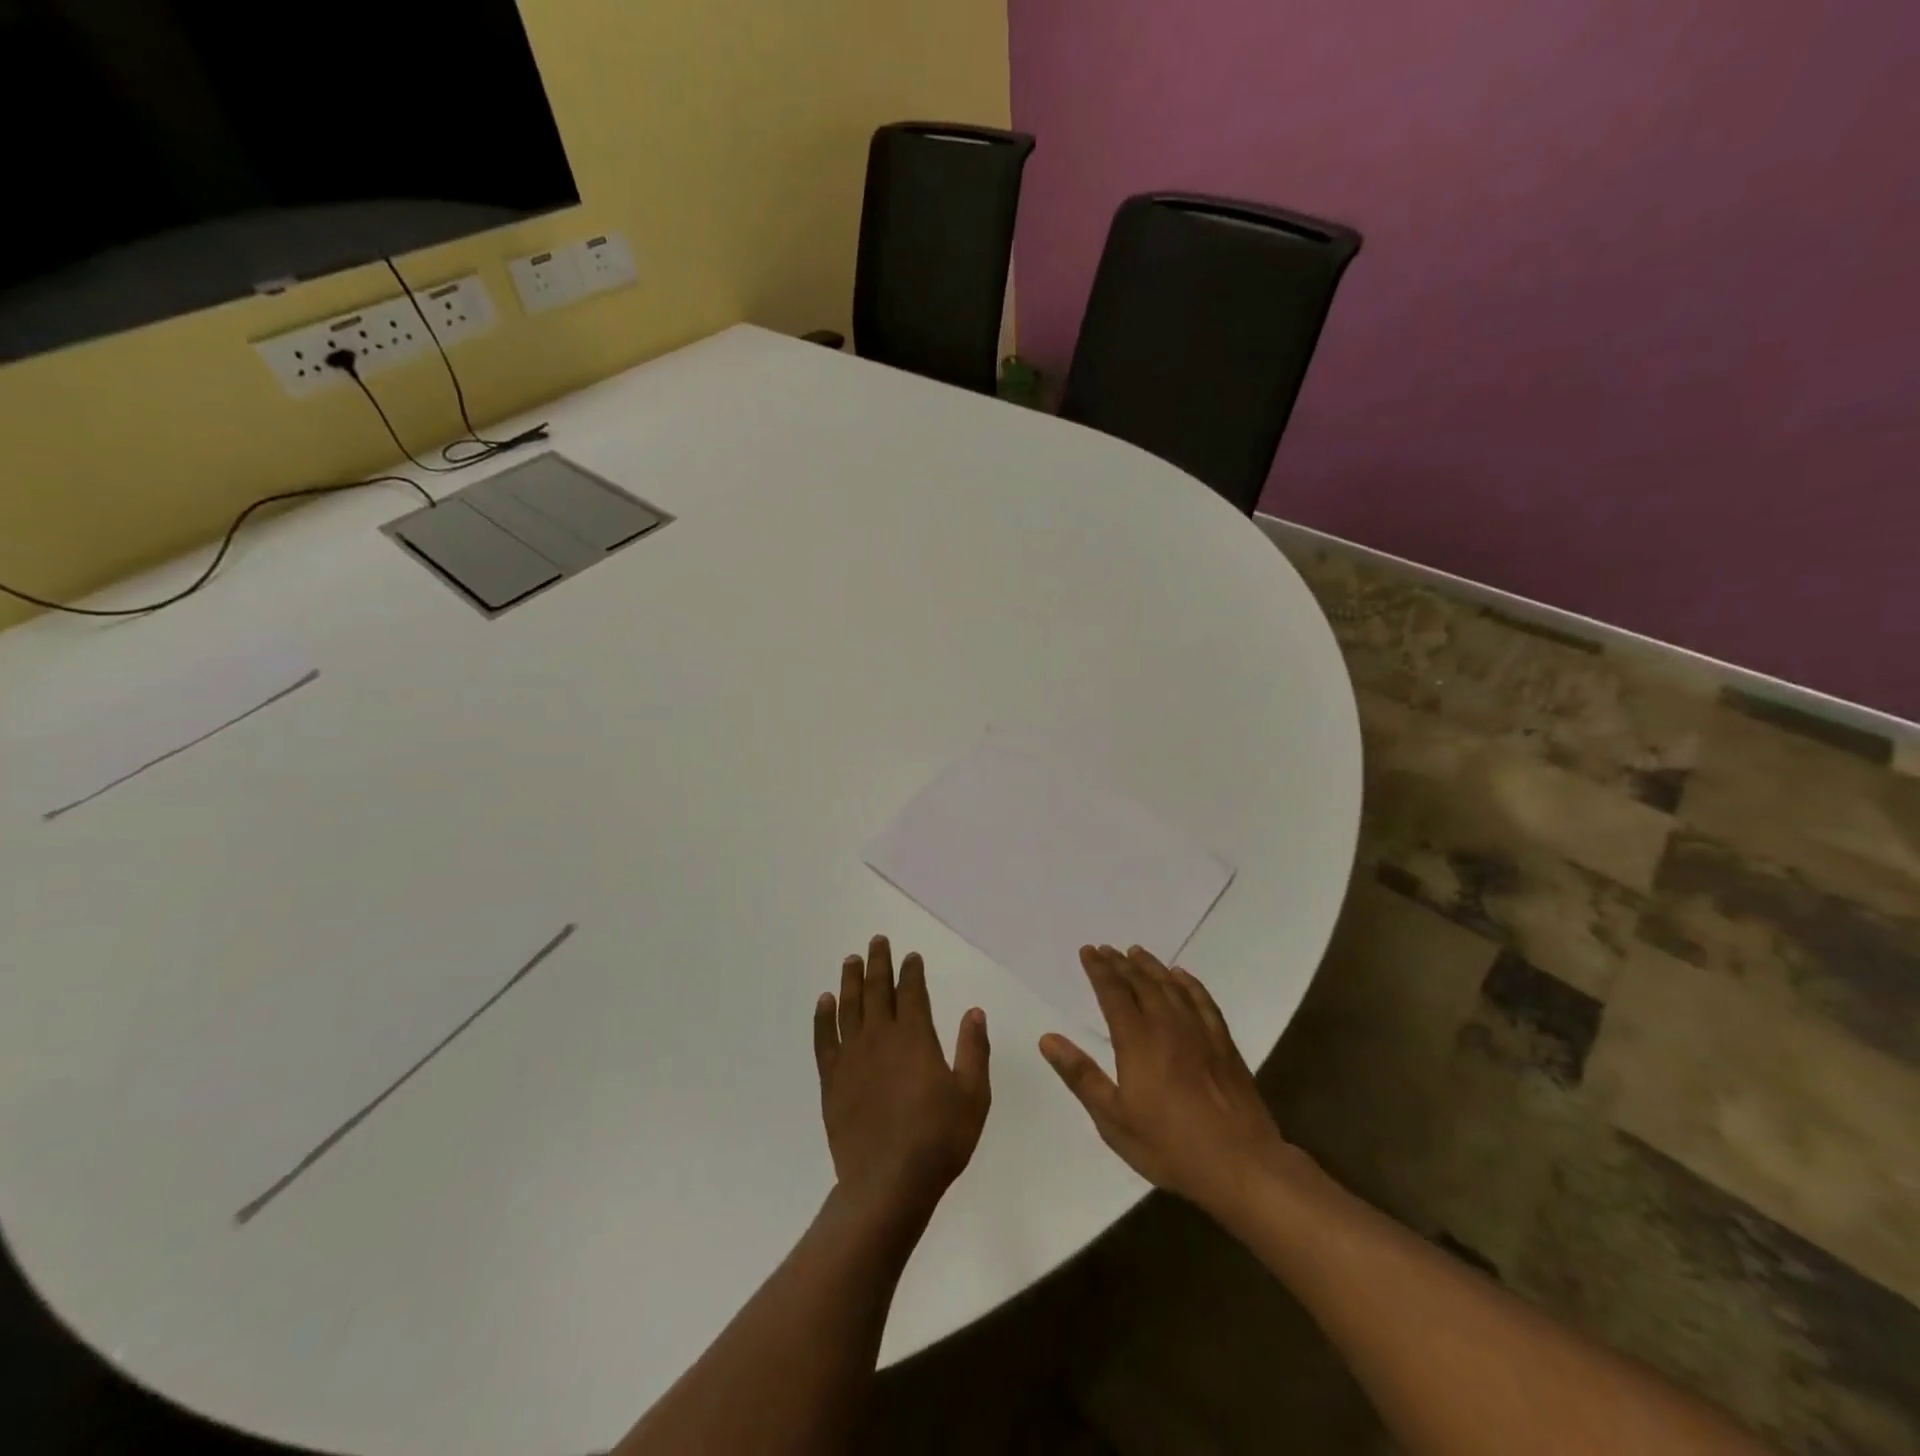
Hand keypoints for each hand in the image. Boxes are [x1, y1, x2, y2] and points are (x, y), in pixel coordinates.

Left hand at [815, 936, 991, 1220]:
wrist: (887, 1183)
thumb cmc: (938, 1139)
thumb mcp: (973, 1096)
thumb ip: (974, 1050)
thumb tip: (974, 1012)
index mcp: (914, 1037)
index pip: (911, 992)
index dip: (911, 971)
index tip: (911, 957)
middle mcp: (880, 1037)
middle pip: (876, 990)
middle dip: (877, 963)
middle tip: (876, 941)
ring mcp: (852, 1057)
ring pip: (848, 1006)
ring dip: (850, 980)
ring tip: (851, 959)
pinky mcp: (832, 1080)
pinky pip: (824, 1038)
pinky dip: (823, 1016)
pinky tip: (824, 1001)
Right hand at [1040, 945, 1301, 1218]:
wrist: (1240, 1164)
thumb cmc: (1170, 1146)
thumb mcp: (1113, 1119)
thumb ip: (1081, 1076)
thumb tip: (1047, 1039)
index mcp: (1137, 1041)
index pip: (1114, 994)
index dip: (1099, 970)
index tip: (1088, 951)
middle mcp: (1167, 1026)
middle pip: (1141, 983)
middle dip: (1121, 964)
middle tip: (1107, 948)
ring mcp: (1200, 1032)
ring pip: (1171, 987)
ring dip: (1152, 967)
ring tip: (1137, 952)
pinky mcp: (1224, 1044)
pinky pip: (1204, 1001)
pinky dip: (1190, 984)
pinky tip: (1182, 976)